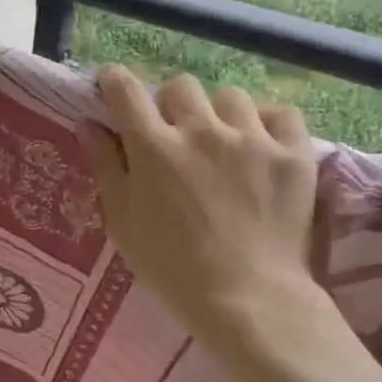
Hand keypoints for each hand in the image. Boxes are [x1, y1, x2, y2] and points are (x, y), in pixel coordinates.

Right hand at [79, 66, 329, 355]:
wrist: (249, 301)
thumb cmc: (173, 269)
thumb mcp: (123, 223)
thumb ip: (105, 167)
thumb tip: (88, 124)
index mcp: (154, 148)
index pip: (126, 89)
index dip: (115, 80)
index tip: (113, 86)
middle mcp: (201, 131)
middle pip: (180, 85)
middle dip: (170, 103)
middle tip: (175, 131)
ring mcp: (251, 139)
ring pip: (230, 96)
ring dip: (219, 114)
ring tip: (224, 142)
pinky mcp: (293, 154)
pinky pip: (281, 113)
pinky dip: (269, 124)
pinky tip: (262, 146)